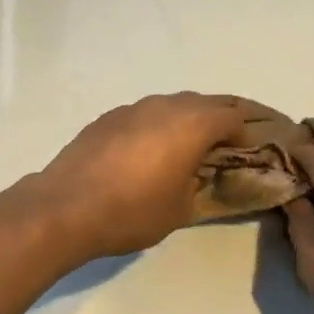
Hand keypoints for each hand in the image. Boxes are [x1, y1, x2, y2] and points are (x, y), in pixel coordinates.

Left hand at [24, 93, 248, 258]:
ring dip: (184, 120)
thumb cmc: (132, 211)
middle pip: (203, 103)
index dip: (245, 132)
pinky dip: (154, 126)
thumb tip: (196, 172)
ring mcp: (130, 108)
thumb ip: (198, 183)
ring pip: (169, 105)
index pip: (231, 116)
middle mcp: (163, 106)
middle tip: (223, 144)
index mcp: (191, 124)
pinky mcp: (105, 118)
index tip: (247, 150)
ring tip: (185, 146)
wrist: (65, 207)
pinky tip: (147, 150)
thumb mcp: (180, 208)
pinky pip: (142, 115)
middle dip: (218, 120)